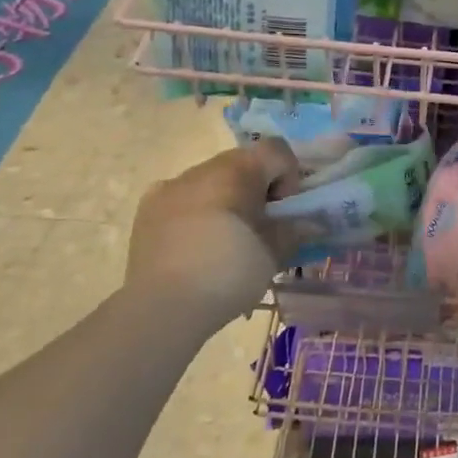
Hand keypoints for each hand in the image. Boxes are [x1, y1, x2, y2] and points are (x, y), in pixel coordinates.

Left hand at [124, 139, 300, 327]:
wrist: (162, 308)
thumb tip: (311, 223)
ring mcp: (170, 186)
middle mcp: (203, 168)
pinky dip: (195, 211)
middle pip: (243, 163)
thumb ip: (295, 230)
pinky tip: (193, 244)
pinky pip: (182, 198)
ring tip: (225, 241)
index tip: (283, 211)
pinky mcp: (147, 209)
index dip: (289, 176)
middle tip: (260, 228)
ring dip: (225, 199)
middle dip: (257, 189)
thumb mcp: (274, 253)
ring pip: (211, 181)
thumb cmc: (228, 272)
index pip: (277, 150)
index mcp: (238, 170)